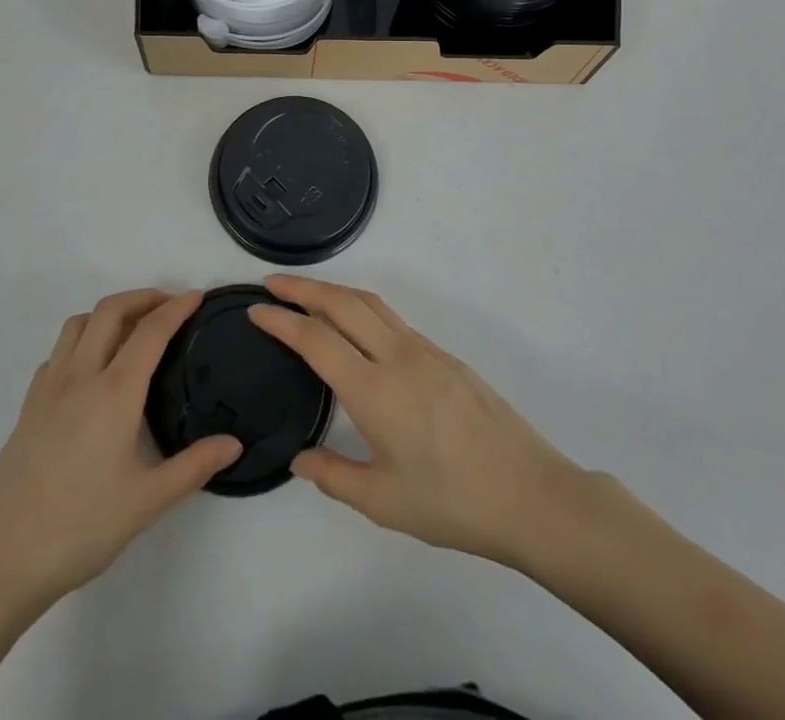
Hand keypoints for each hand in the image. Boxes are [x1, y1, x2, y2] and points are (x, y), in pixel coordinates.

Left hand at [0, 289, 240, 618]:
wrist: (0, 559)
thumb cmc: (80, 528)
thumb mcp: (147, 502)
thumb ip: (194, 466)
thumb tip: (234, 444)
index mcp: (115, 392)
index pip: (151, 331)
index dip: (176, 307)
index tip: (197, 296)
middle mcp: (81, 376)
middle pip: (111, 311)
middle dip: (143, 297)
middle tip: (169, 306)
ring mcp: (49, 388)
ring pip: (79, 324)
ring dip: (109, 313)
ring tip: (131, 330)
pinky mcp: (28, 406)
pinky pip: (57, 352)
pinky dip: (80, 341)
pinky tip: (90, 369)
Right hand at [250, 275, 589, 569]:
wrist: (529, 492)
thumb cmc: (452, 502)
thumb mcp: (383, 502)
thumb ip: (333, 476)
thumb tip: (299, 458)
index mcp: (373, 389)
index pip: (315, 339)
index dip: (281, 320)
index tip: (255, 308)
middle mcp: (396, 356)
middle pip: (341, 302)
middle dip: (302, 287)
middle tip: (271, 282)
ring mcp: (424, 349)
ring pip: (370, 302)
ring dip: (333, 290)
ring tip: (307, 293)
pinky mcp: (444, 354)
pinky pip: (391, 317)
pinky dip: (361, 306)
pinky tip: (356, 326)